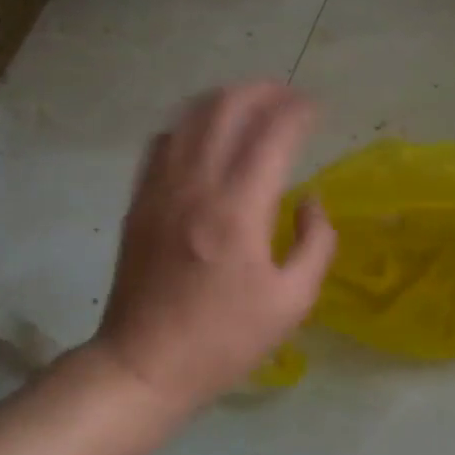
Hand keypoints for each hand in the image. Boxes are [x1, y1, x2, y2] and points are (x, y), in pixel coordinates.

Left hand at [92, 82, 335, 412]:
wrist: (145, 364)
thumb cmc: (224, 340)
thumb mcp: (291, 303)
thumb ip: (315, 244)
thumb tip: (310, 201)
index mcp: (238, 211)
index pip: (272, 135)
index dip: (298, 111)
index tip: (316, 107)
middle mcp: (196, 186)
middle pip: (226, 109)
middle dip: (261, 91)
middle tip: (286, 95)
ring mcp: (160, 189)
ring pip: (190, 117)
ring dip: (224, 99)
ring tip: (250, 103)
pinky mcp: (138, 200)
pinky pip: (162, 142)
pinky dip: (189, 124)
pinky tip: (204, 133)